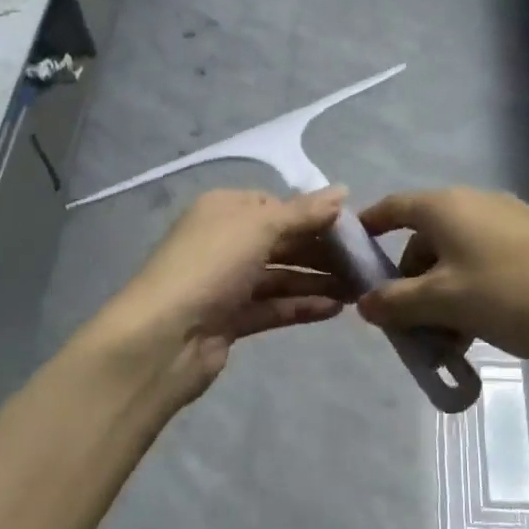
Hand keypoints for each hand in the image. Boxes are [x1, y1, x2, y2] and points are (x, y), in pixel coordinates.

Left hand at [98, 186, 354, 403]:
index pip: (276, 205)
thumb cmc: (211, 266)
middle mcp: (224, 242)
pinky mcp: (230, 319)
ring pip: (280, 276)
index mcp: (224, 210)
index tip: (353, 228)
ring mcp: (226, 283)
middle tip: (364, 262)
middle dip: (321, 251)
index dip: (313, 215)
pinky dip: (301, 305)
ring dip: (317, 280)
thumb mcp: (259, 227)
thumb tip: (342, 190)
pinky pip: (273, 306)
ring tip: (358, 289)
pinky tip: (334, 309)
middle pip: (281, 241)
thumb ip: (303, 212)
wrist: (164, 338)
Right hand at [355, 187, 528, 367]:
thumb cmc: (518, 295)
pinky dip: (466, 296)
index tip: (346, 265)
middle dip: (406, 284)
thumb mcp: (447, 303)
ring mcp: (505, 224)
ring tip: (443, 343)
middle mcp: (472, 205)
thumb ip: (397, 302)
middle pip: (420, 241)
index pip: (390, 209)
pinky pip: (480, 267)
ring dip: (437, 299)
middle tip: (402, 328)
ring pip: (452, 260)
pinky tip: (474, 334)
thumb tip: (363, 303)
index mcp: (445, 207)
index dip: (365, 233)